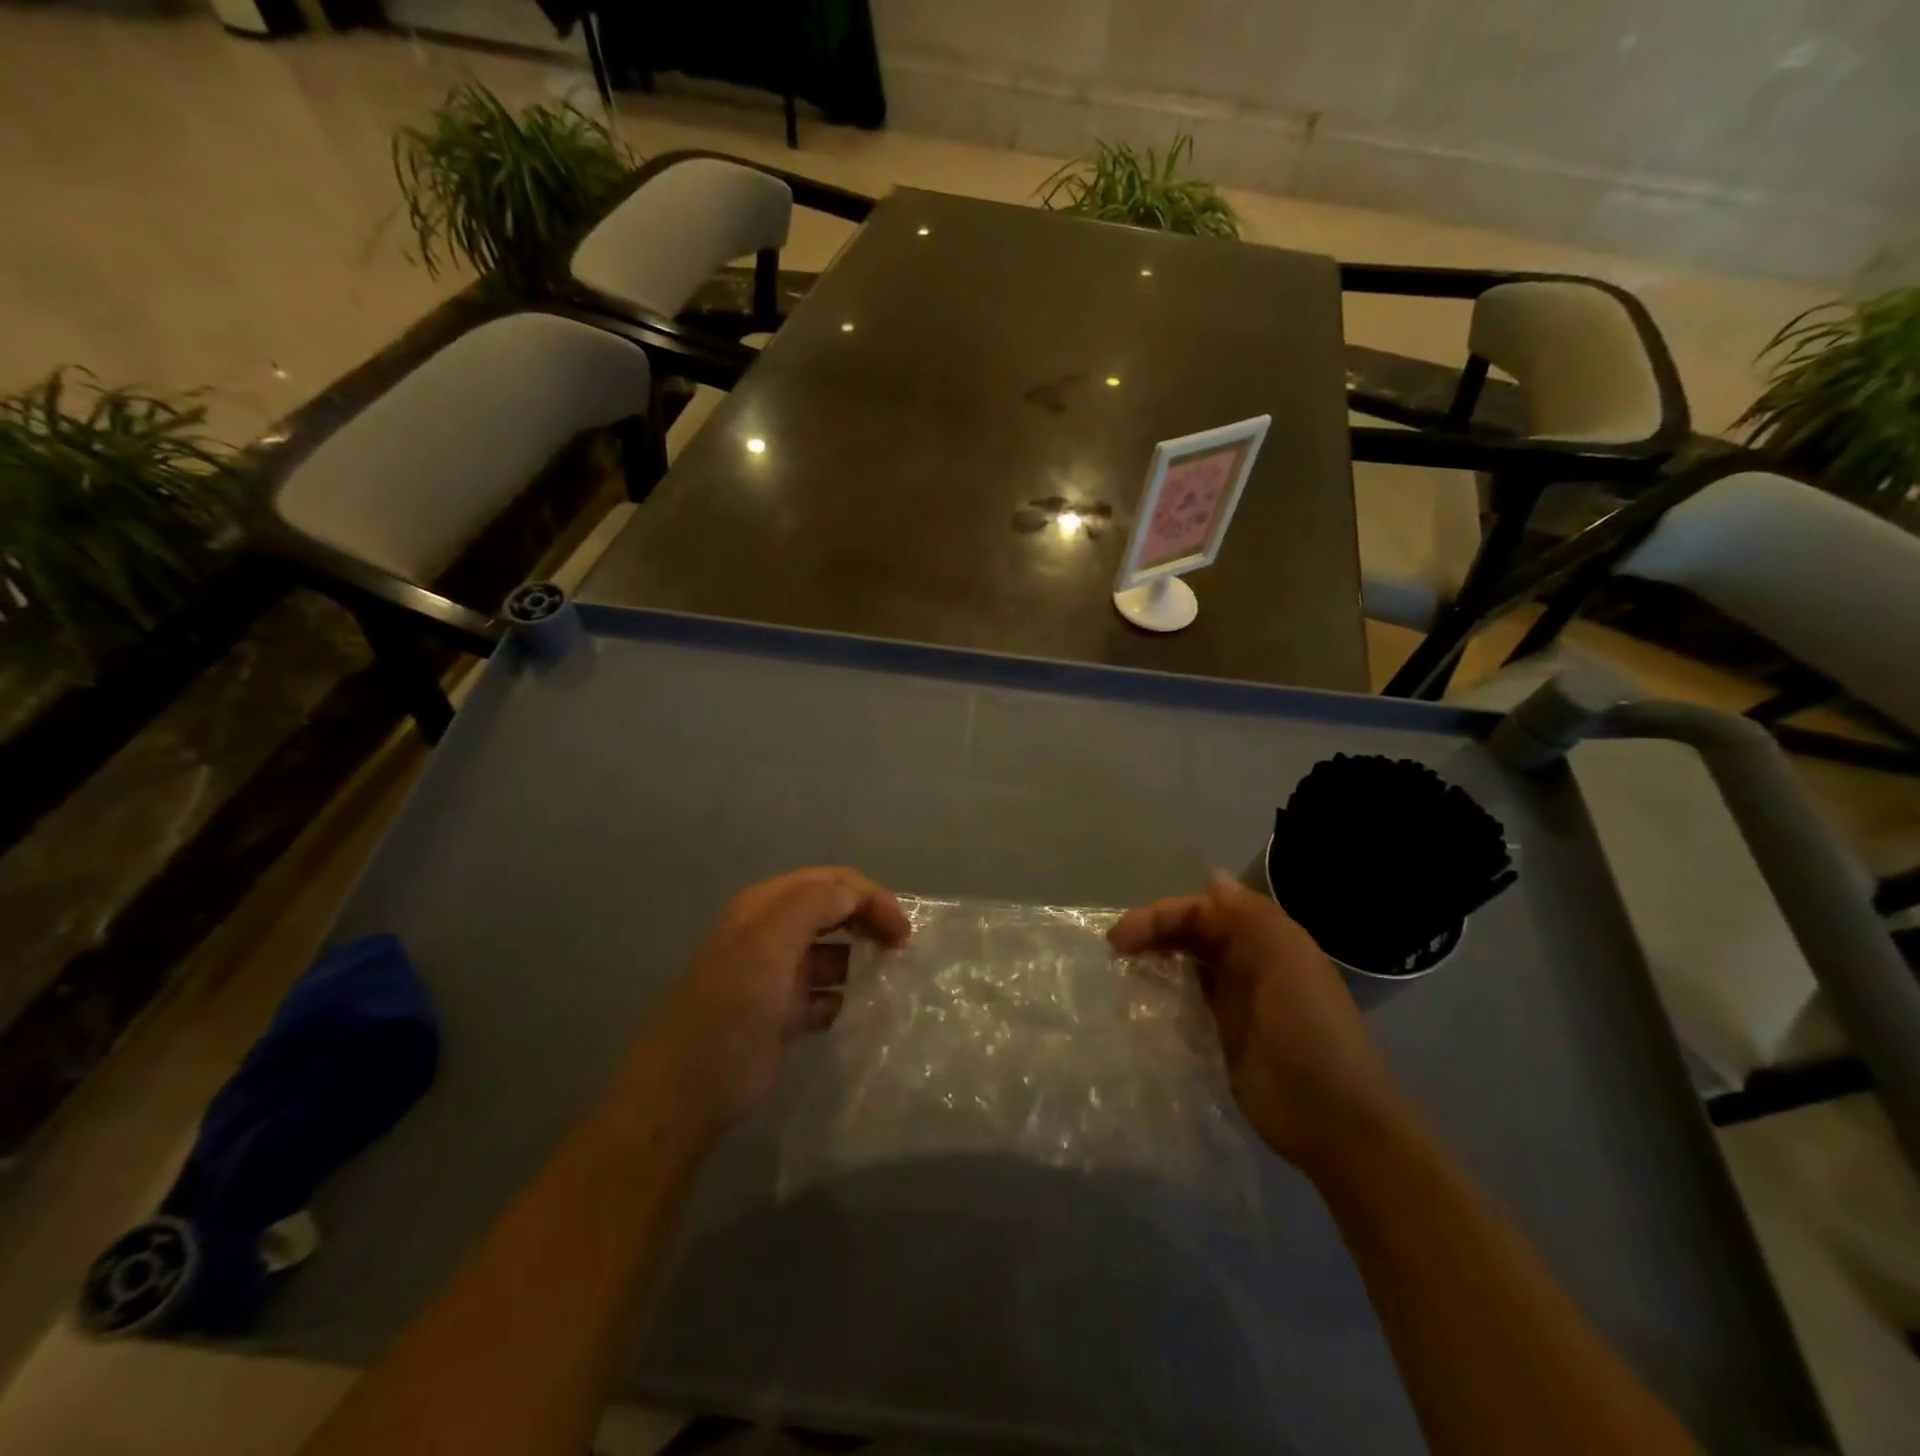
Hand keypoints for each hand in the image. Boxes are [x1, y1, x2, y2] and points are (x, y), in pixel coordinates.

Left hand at [644, 867, 909, 1138]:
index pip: (830, 882)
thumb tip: (858, 896)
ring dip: (862, 959)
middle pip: (834, 911)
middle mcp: (772, 934)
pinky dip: (849, 997)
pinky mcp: (785, 1014)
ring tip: (892, 979)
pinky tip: (866, 1011)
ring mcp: (778, 976)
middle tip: (902, 948)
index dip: (869, 897)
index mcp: (765, 907)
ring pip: (834, 953)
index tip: (901, 930)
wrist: (689, 1089)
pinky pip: (829, 995)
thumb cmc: (732, 1006)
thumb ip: (814, 905)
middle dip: (869, 920)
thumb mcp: (768, 942)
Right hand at [1110, 870, 1407, 1177]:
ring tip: (1118, 971)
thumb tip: (1212, 877)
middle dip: (1152, 932)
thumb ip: (1250, 915)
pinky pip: (1185, 1003)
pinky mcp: (1221, 1039)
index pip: (1203, 910)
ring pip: (1185, 964)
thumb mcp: (1288, 961)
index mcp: (1265, 940)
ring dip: (1154, 959)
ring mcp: (1233, 1003)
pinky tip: (1138, 1003)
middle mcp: (1247, 964)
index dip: (1162, 914)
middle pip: (1191, 933)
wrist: (1333, 1120)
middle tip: (1114, 949)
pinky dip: (1162, 995)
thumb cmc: (1309, 1031)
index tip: (1124, 936)